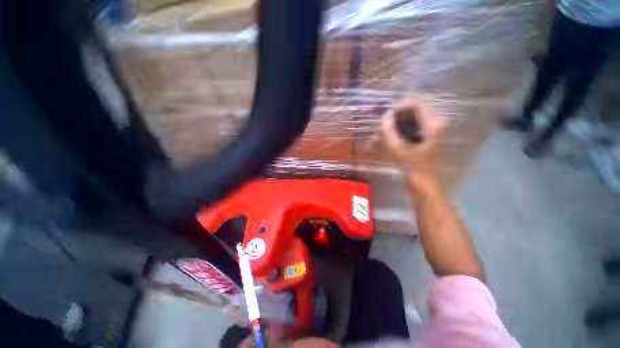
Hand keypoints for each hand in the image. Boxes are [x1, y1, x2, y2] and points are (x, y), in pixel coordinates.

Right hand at [381, 98, 446, 179]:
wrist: (421, 176)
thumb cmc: (409, 163)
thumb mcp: (396, 147)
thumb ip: (389, 129)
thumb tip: (386, 114)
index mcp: (433, 124)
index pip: (416, 102)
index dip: (399, 107)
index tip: (388, 117)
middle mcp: (438, 120)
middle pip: (417, 105)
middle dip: (400, 112)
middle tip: (388, 123)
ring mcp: (437, 124)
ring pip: (417, 110)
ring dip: (403, 116)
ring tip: (392, 127)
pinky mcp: (433, 128)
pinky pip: (418, 117)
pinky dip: (407, 120)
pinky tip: (399, 130)